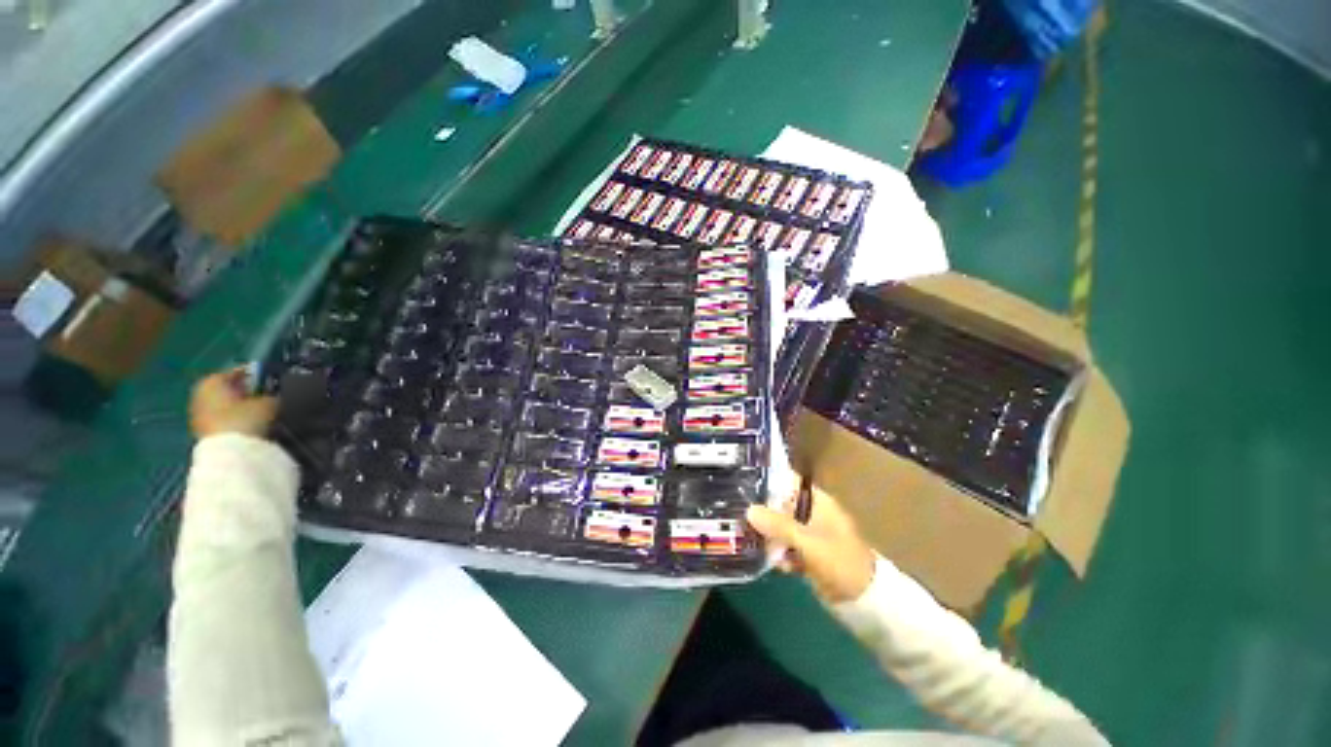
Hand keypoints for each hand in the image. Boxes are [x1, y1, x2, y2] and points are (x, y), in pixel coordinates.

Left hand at [190, 369, 277, 438]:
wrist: (228, 454)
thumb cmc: (245, 419)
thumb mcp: (269, 402)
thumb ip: (272, 395)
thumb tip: (276, 396)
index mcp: (212, 381)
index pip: (238, 372)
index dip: (258, 375)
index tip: (274, 380)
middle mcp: (201, 394)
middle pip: (229, 389)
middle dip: (247, 393)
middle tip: (269, 396)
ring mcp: (198, 415)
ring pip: (226, 406)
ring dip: (242, 408)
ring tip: (264, 412)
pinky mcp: (203, 432)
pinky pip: (224, 420)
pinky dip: (236, 420)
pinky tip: (253, 425)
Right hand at [747, 484, 876, 603]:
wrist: (864, 601)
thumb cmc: (839, 560)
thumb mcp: (808, 541)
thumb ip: (778, 525)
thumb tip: (749, 510)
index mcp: (817, 502)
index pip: (788, 482)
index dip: (768, 481)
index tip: (744, 484)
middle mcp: (812, 513)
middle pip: (781, 505)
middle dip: (763, 513)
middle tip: (741, 517)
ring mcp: (810, 534)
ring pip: (781, 527)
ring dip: (770, 536)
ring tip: (755, 544)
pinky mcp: (808, 553)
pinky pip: (786, 546)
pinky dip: (780, 553)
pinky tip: (777, 565)